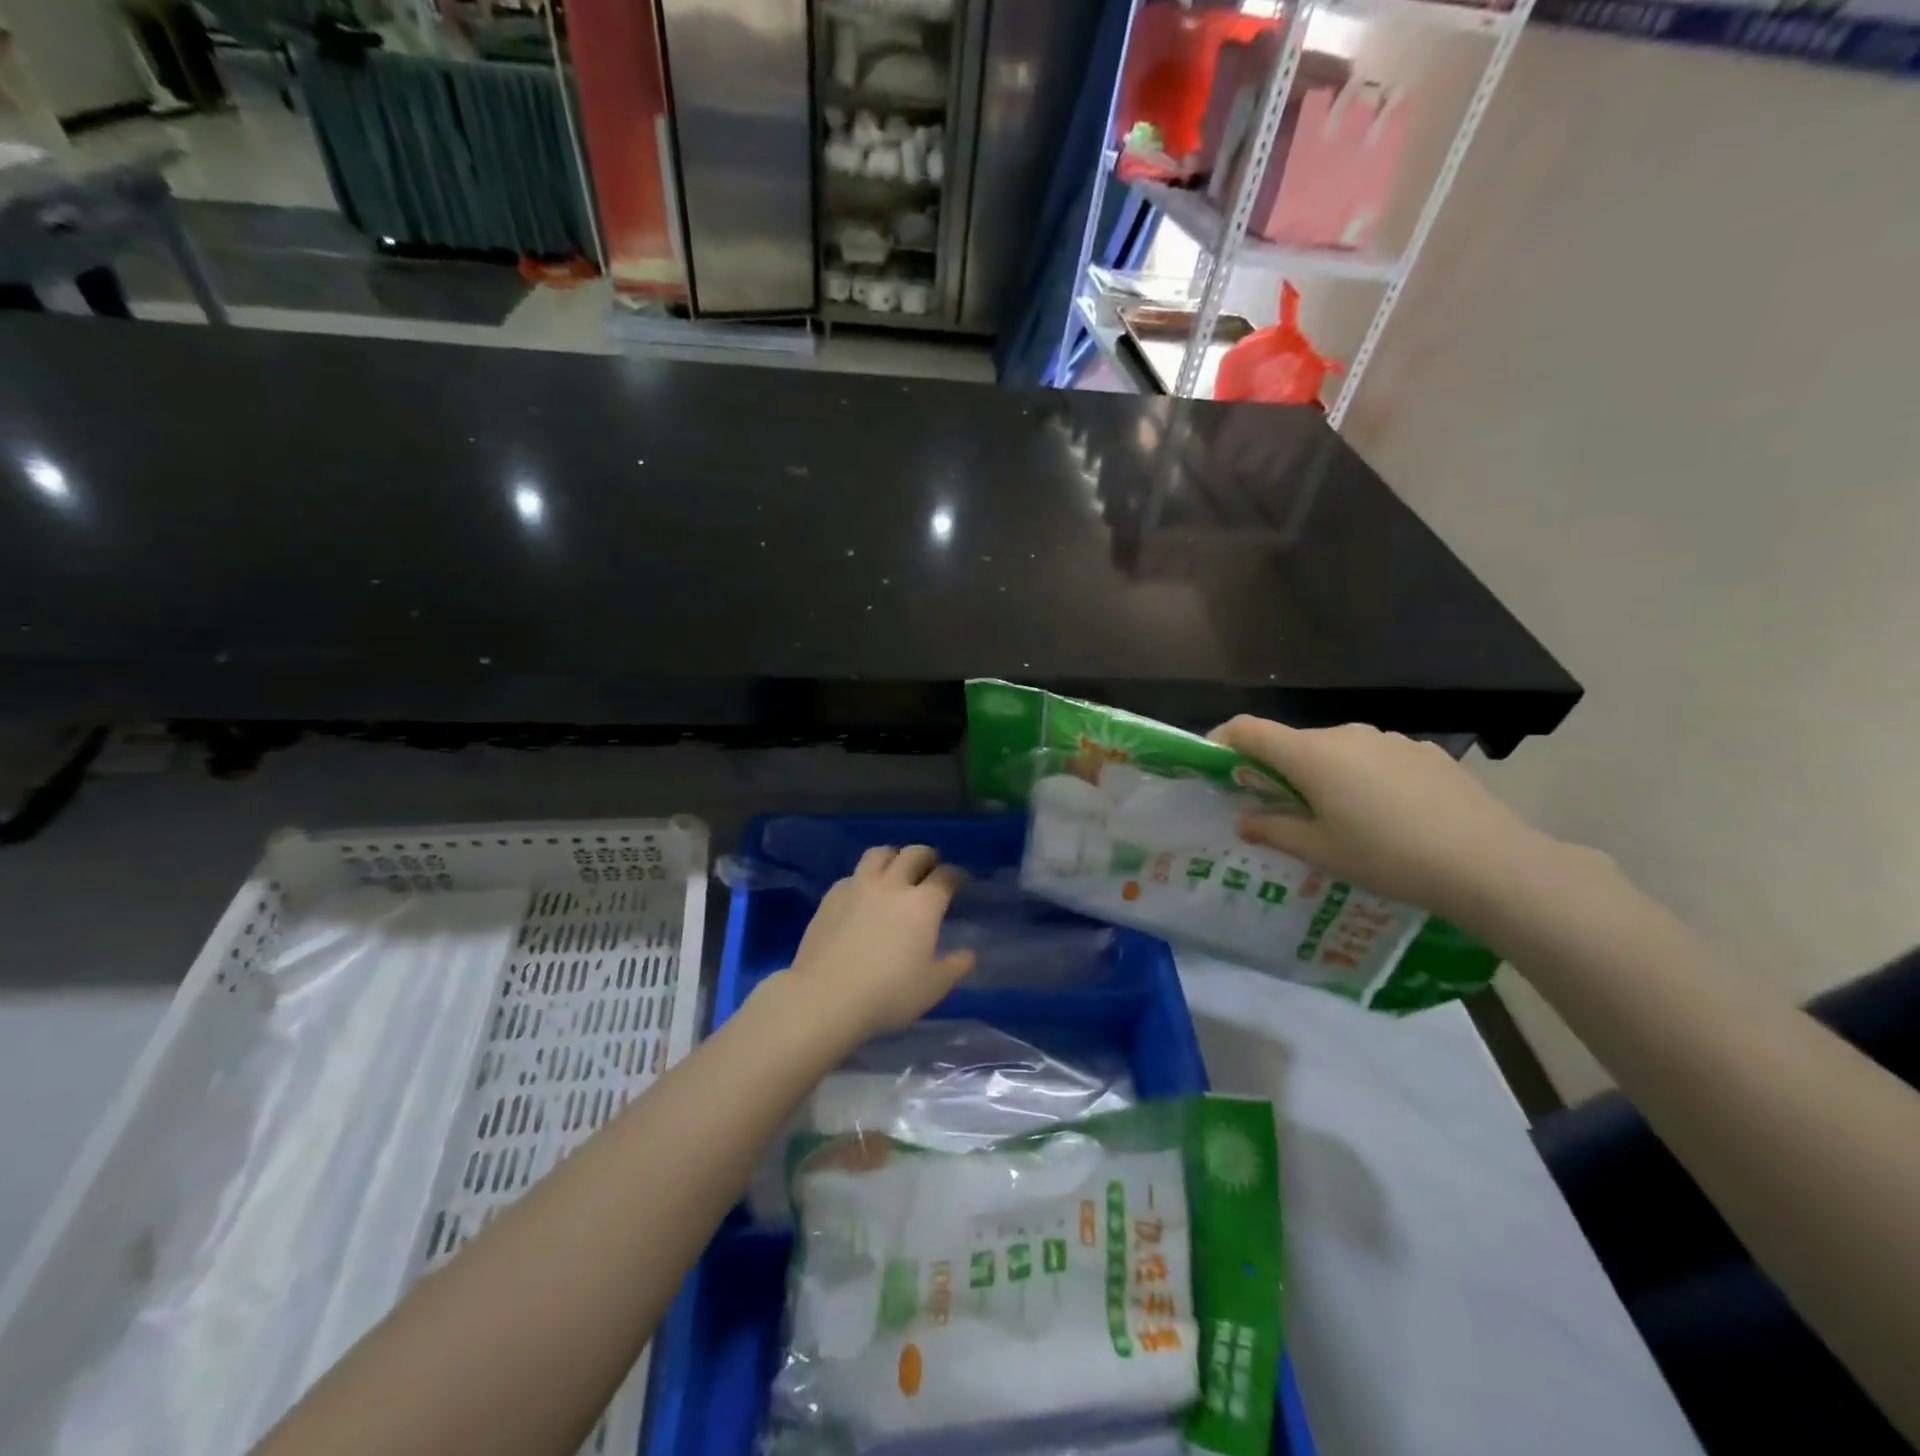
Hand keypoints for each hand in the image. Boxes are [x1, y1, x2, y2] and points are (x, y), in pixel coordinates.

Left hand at [778, 845, 974, 1047]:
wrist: (825, 997)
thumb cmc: (888, 994)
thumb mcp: (933, 987)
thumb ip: (956, 966)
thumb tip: (969, 953)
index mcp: (923, 904)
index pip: (946, 876)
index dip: (956, 875)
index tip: (959, 881)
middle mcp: (892, 885)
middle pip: (914, 853)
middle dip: (927, 857)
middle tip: (930, 869)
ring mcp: (859, 886)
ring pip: (880, 853)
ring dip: (893, 857)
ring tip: (895, 870)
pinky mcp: (831, 896)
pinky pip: (853, 875)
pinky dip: (864, 878)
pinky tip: (862, 895)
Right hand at [1210, 717, 1563, 927]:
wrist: (1488, 862)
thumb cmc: (1387, 857)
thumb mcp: (1321, 851)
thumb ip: (1275, 829)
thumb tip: (1245, 820)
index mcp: (1310, 755)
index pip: (1248, 729)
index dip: (1223, 740)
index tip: (1216, 765)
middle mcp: (1345, 734)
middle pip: (1293, 742)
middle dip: (1277, 769)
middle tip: (1280, 810)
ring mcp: (1388, 739)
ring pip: (1336, 750)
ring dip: (1323, 774)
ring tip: (1340, 818)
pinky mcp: (1422, 750)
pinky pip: (1374, 756)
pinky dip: (1363, 776)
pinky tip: (1388, 814)